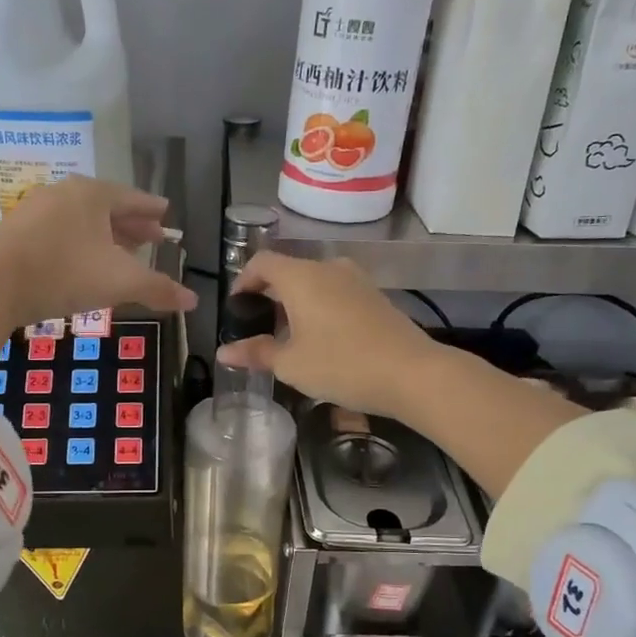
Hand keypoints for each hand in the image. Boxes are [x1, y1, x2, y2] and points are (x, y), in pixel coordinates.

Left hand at [0, 177, 194, 390]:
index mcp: (93, 194)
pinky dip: (79, 245)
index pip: (132, 198)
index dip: (152, 209)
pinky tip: (82, 263)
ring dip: (104, 236)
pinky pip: (60, 234)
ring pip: (81, 221)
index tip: (165, 214)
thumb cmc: (65, 272)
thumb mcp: (120, 282)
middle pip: (106, 208)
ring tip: (120, 253)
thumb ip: (157, 289)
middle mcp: (65, 194)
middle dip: (131, 224)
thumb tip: (193, 300)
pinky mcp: (16, 233)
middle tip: (151, 236)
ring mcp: (36, 211)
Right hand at [215, 253, 442, 421]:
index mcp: (301, 277)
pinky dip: (320, 308)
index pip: (261, 263)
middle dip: (269, 296)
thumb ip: (256, 353)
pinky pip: (336, 293)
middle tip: (258, 328)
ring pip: (314, 283)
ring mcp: (356, 280)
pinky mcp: (375, 296)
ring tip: (288, 337)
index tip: (236, 308)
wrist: (411, 373)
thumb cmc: (342, 364)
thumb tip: (224, 352)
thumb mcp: (291, 364)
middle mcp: (328, 268)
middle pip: (288, 272)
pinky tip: (321, 339)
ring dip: (296, 303)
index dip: (243, 281)